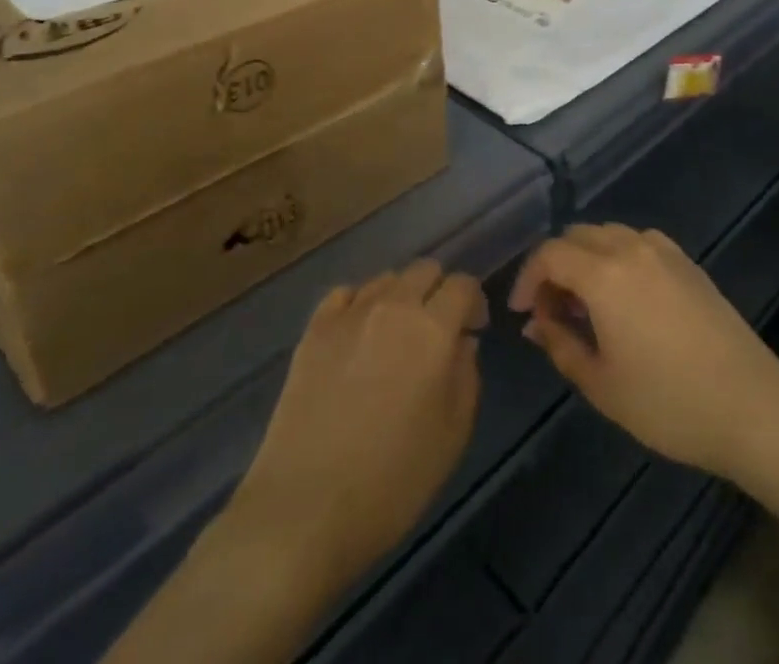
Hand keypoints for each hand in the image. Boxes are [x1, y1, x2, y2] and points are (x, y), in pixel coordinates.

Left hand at [231, 259, 487, 590]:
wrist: (304, 510)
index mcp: (433, 329)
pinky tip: (357, 336)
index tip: (473, 329)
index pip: (463, 284)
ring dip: (400, 297)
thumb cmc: (392, 482)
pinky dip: (359, 304)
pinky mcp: (314, 330)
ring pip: (386, 279)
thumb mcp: (453, 435)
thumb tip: (462, 341)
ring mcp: (348, 314)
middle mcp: (393, 306)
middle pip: (424, 269)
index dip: (474, 302)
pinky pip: (344, 294)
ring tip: (395, 337)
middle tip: (436, 331)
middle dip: (438, 291)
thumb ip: (467, 376)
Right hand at [508, 224, 778, 478]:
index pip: (549, 254)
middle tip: (552, 310)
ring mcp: (663, 251)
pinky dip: (617, 256)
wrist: (751, 406)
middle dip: (554, 266)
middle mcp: (630, 248)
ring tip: (586, 305)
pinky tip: (624, 297)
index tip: (522, 312)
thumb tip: (536, 322)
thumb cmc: (668, 403)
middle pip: (576, 236)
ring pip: (607, 234)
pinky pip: (637, 242)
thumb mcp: (602, 384)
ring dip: (586, 258)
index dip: (527, 278)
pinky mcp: (687, 262)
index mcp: (604, 274)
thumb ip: (561, 344)